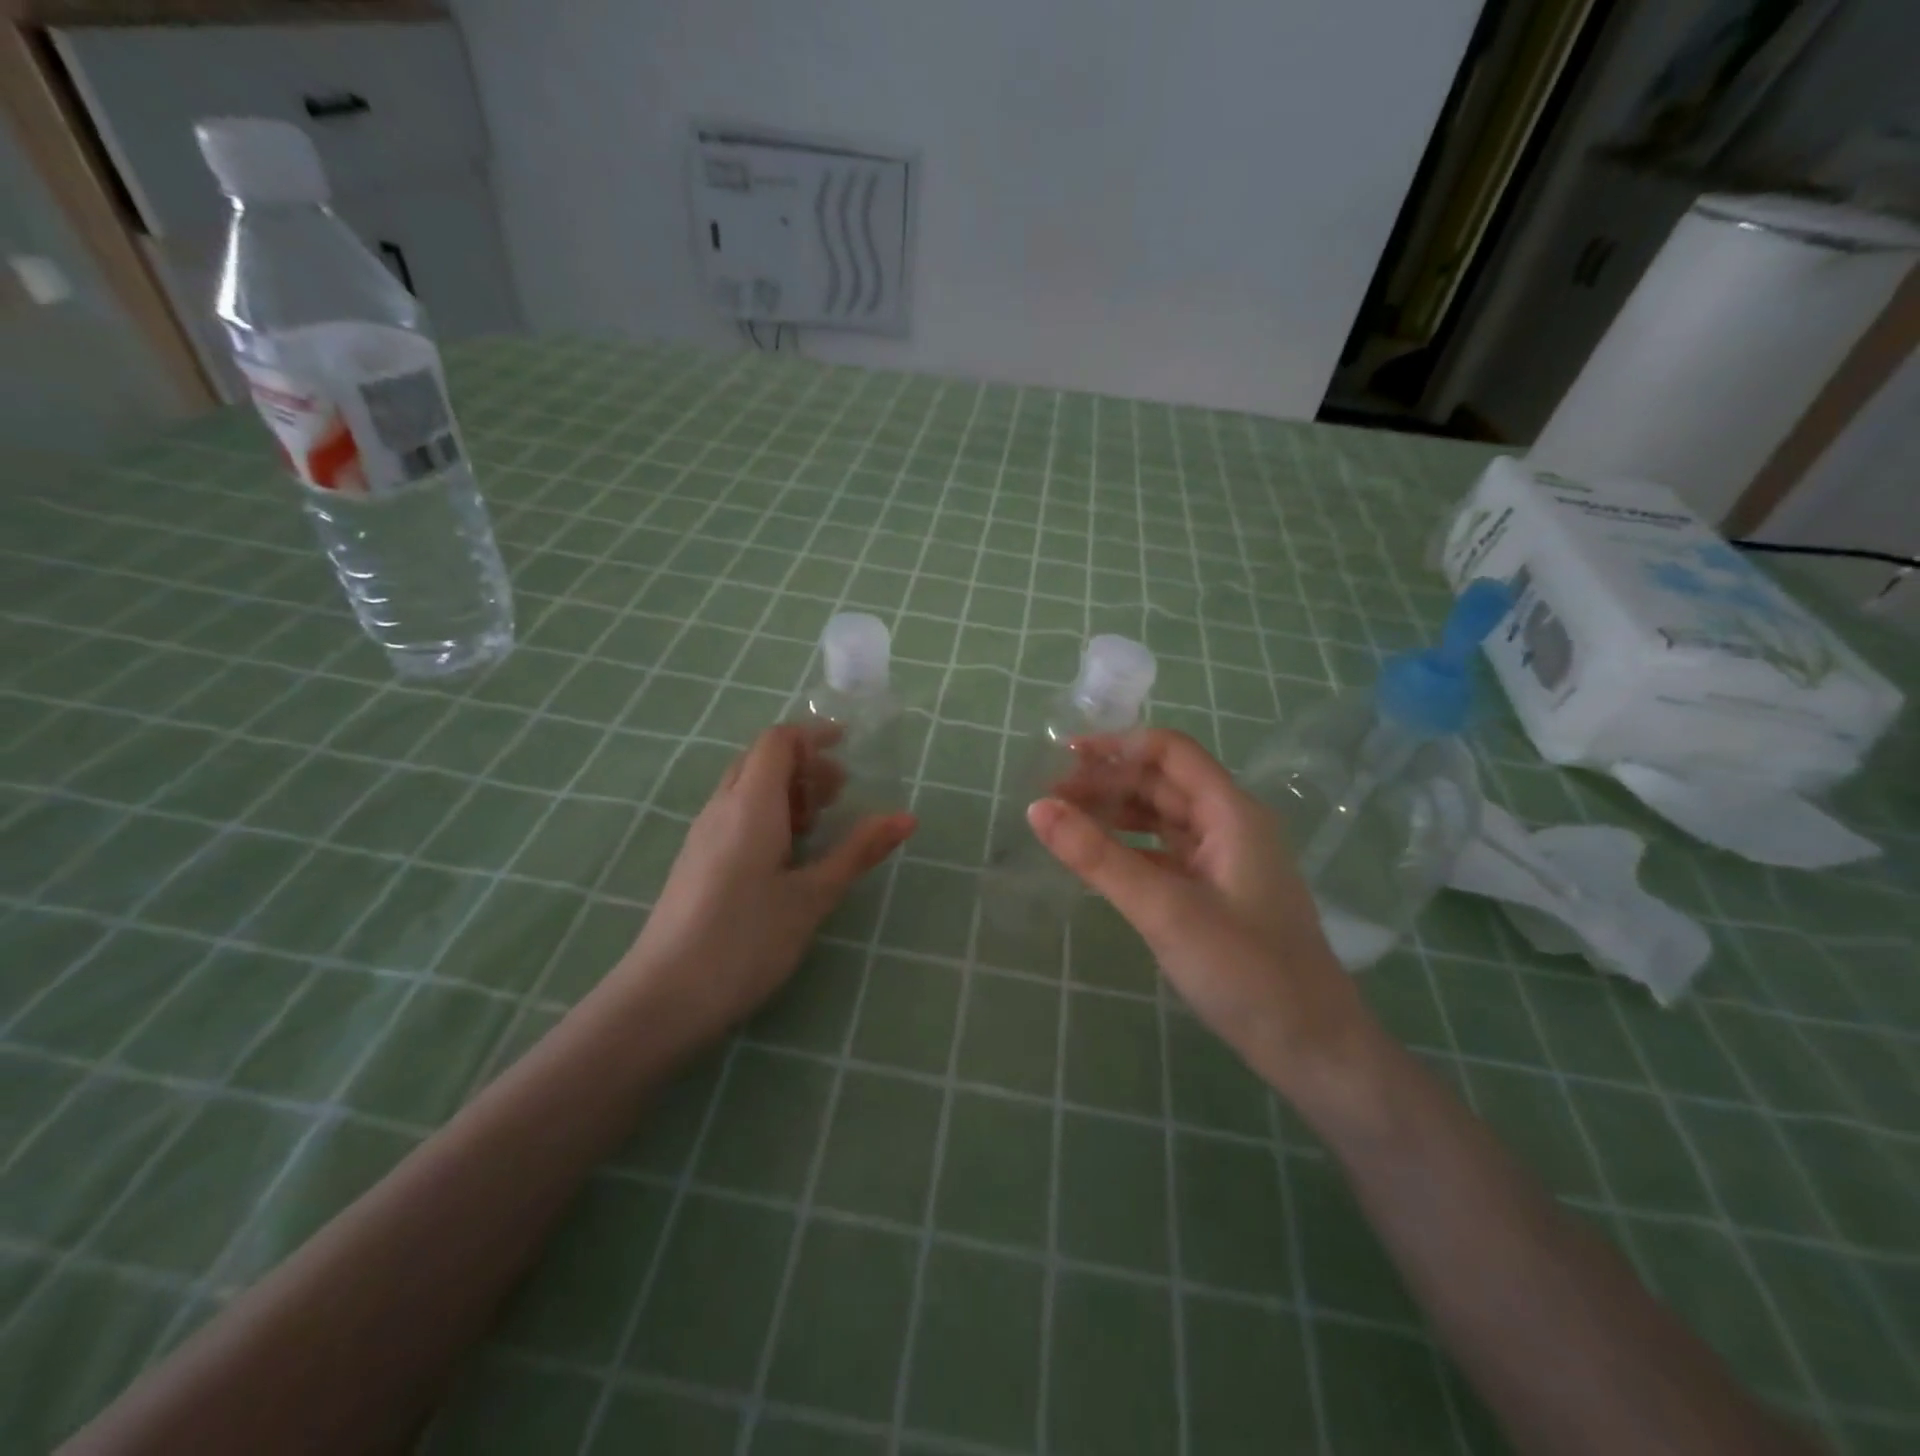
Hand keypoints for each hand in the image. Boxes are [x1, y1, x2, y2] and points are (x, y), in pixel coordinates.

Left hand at [616, 725, 914, 1040]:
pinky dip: (766, 814)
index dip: (813, 736)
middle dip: (803, 766)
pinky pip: (733, 814)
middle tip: (840, 796)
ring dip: (785, 791)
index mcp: (751, 804)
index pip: (778, 741)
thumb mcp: (813, 896)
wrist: (664, 997)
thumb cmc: (746, 940)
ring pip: (745, 788)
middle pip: (760, 760)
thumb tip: (907, 818)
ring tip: (817, 827)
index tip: (848, 748)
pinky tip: (785, 857)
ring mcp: (702, 834)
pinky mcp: (695, 861)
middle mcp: (721, 808)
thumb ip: (858, 851)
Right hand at [1031, 729, 1369, 1094]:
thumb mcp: (1164, 910)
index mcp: (1231, 813)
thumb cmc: (1246, 971)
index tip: (1064, 756)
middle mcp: (1230, 826)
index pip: (1171, 752)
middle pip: (1163, 783)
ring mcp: (1225, 861)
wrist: (1312, 1048)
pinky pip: (1165, 853)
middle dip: (1108, 782)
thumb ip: (1098, 857)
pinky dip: (1130, 849)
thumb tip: (1037, 808)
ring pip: (1163, 818)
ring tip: (1065, 822)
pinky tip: (1098, 860)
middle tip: (1051, 798)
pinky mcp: (1216, 893)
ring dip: (1116, 814)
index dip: (1118, 745)